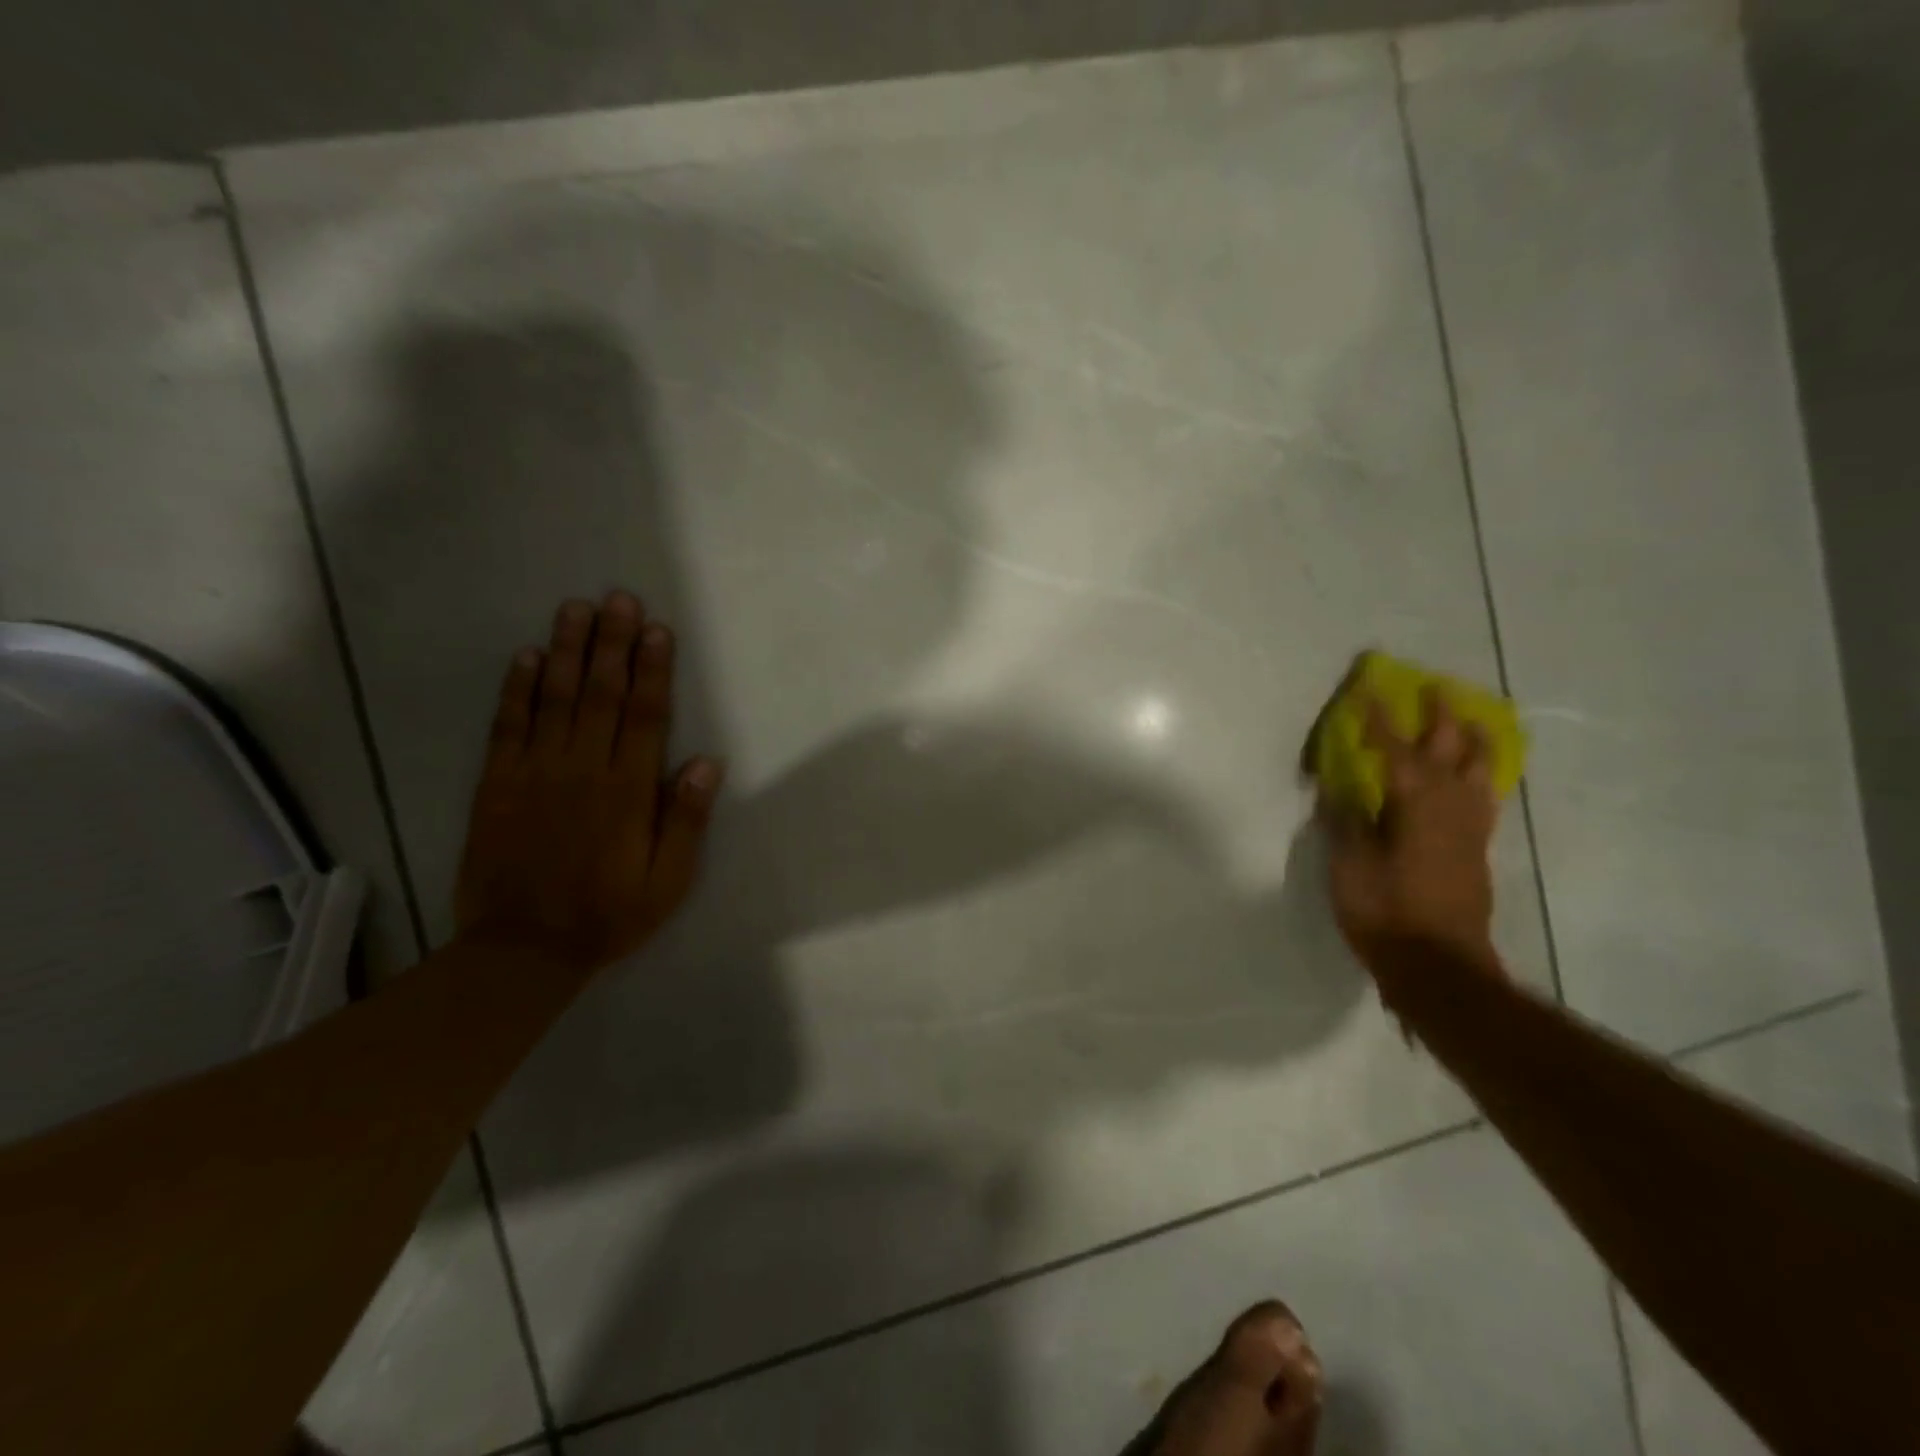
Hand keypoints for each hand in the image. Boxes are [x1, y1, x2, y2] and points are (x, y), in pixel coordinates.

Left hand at [453, 591, 722, 971]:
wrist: (522, 949)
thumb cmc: (608, 913)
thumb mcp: (668, 881)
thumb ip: (686, 820)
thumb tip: (706, 763)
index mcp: (627, 791)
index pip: (645, 717)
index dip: (653, 670)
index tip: (657, 629)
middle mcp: (582, 769)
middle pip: (600, 695)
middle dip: (612, 643)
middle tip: (617, 597)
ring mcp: (535, 773)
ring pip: (553, 699)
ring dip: (565, 650)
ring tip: (575, 608)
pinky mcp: (497, 784)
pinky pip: (506, 727)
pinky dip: (515, 689)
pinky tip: (524, 657)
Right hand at [1320, 688, 1501, 976]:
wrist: (1439, 967)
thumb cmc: (1385, 914)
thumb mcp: (1350, 867)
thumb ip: (1347, 823)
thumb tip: (1340, 790)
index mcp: (1415, 805)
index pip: (1395, 750)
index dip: (1380, 720)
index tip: (1369, 691)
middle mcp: (1450, 807)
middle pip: (1451, 750)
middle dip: (1441, 717)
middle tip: (1436, 689)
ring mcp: (1470, 829)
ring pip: (1480, 771)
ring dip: (1473, 740)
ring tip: (1469, 721)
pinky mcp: (1476, 850)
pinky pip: (1484, 796)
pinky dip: (1480, 774)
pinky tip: (1474, 776)